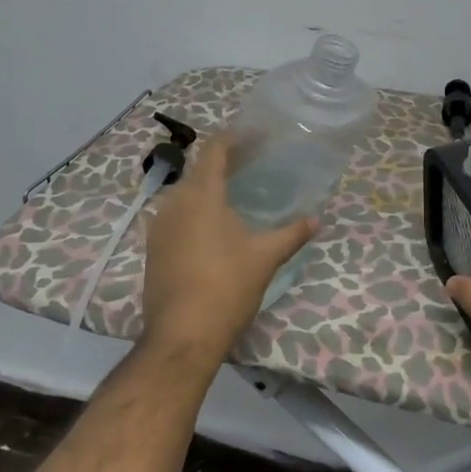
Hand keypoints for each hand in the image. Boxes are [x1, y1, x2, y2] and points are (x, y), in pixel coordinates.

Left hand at [138, 134, 317, 373]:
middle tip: (255, 163)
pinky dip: (197, 209)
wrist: (181, 336)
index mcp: (201, 194)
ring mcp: (159, 226)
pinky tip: (216, 226)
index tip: (258, 135)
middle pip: (200, 169)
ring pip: (186, 193)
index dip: (236, 137)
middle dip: (226, 162)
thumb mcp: (265, 258)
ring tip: (238, 192)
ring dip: (210, 186)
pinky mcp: (154, 248)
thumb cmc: (226, 288)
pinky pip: (177, 215)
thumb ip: (291, 233)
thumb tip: (317, 219)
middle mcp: (175, 202)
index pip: (215, 149)